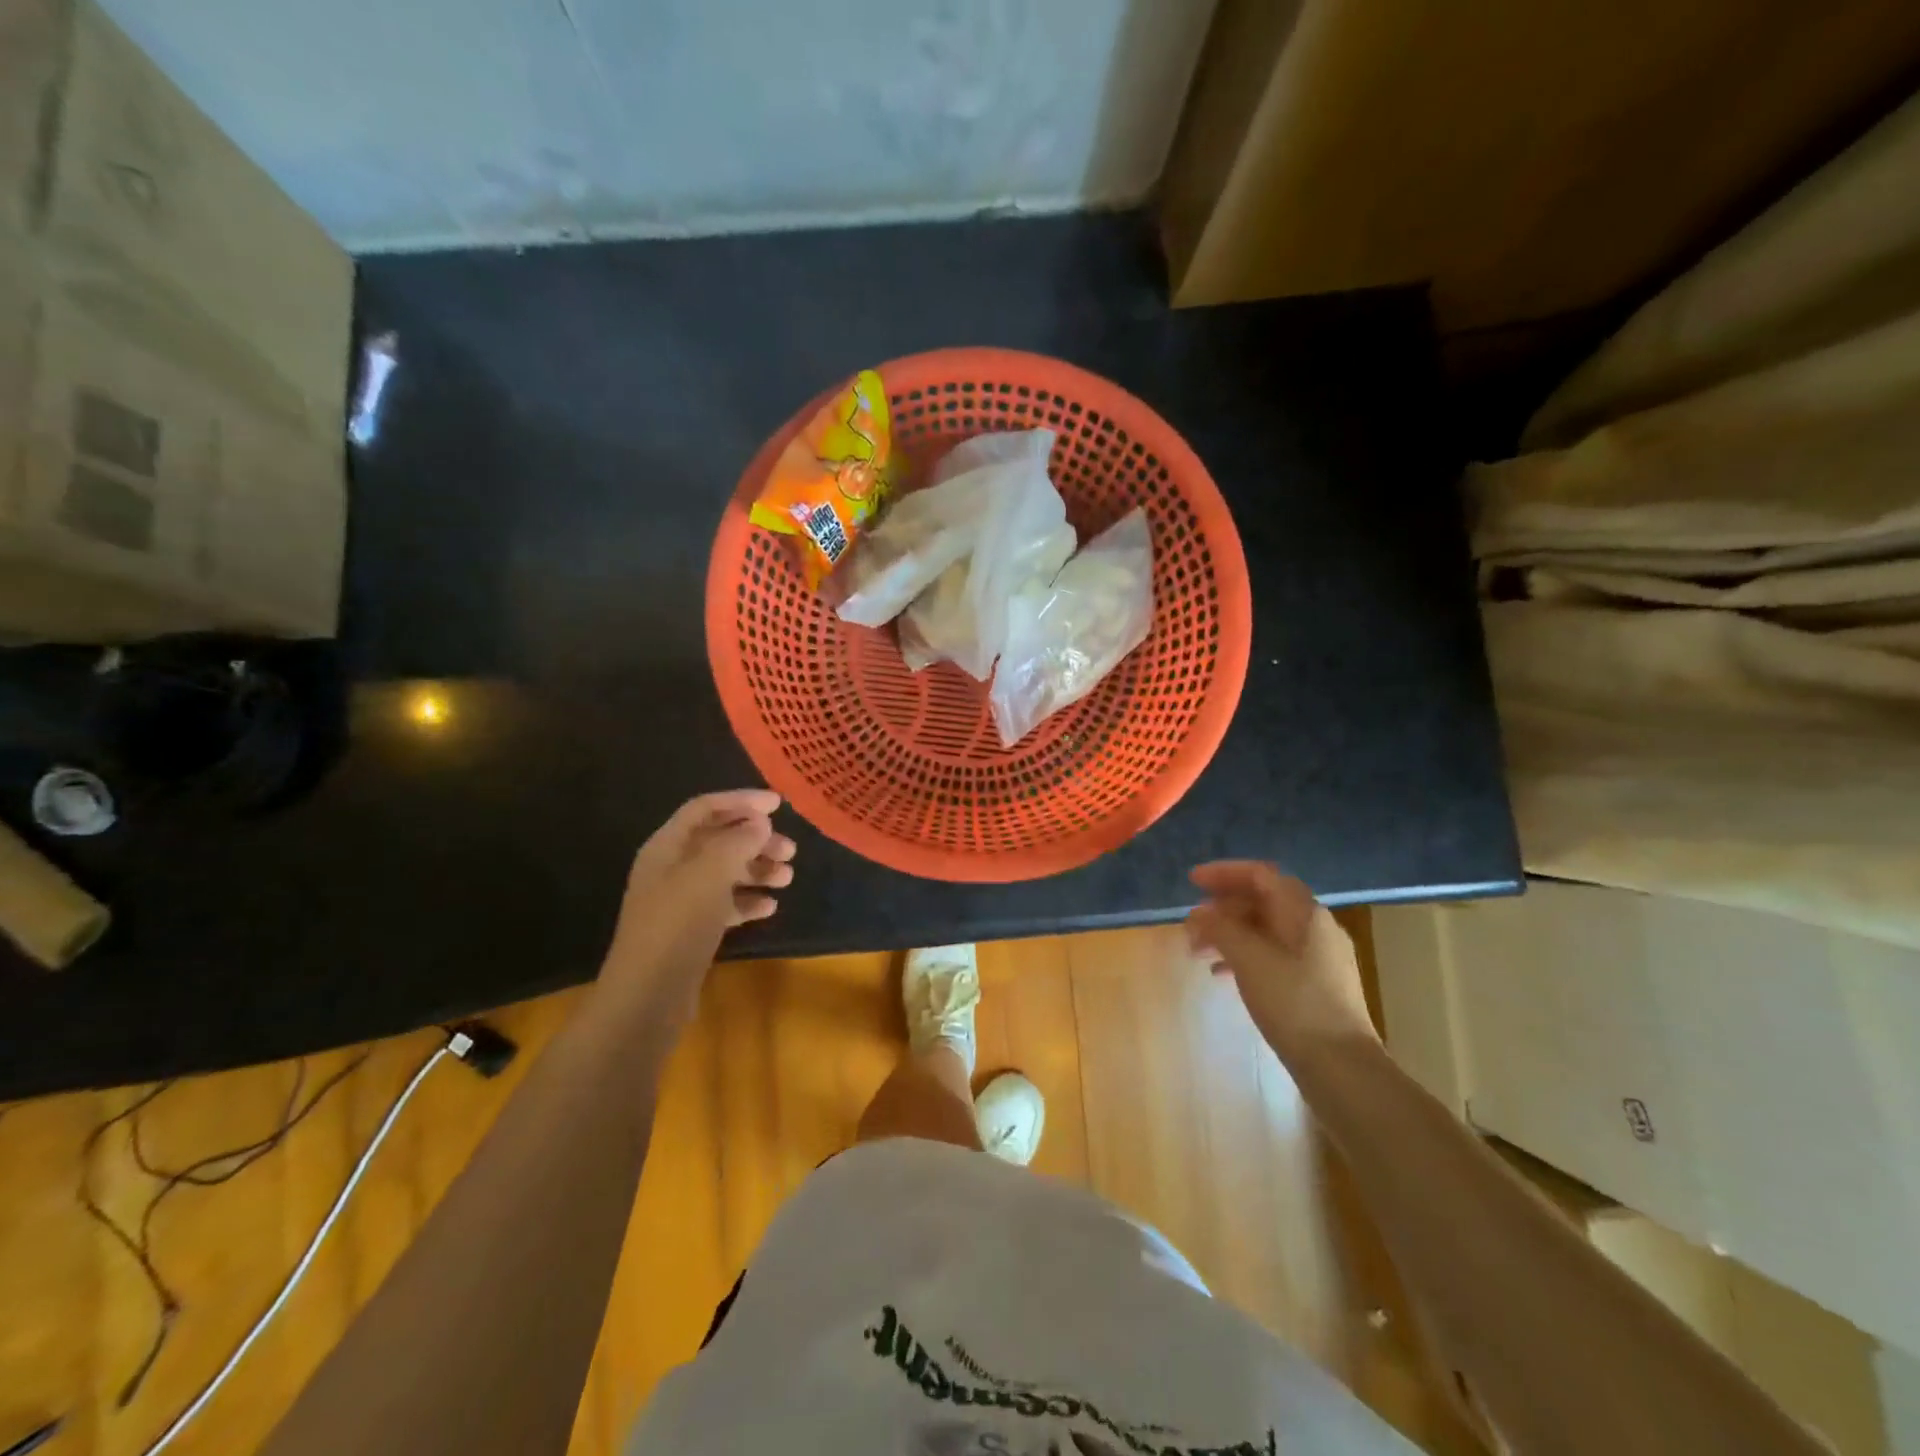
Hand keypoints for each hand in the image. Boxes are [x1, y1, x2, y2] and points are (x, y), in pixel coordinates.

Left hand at [600, 790, 796, 1020]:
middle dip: (756, 840)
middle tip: (790, 850)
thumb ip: (737, 842)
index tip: (779, 805)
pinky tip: (769, 907)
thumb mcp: (710, 874)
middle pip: (719, 840)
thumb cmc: (677, 925)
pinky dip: (747, 901)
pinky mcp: (690, 930)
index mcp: (666, 847)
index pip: (705, 808)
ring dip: (757, 870)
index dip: (741, 801)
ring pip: (725, 873)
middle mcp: (670, 868)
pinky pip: (724, 904)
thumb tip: (759, 822)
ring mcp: (679, 901)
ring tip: (787, 878)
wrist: (648, 996)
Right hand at [1186, 861, 1375, 1063]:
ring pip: (1265, 931)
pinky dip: (1243, 957)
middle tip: (1191, 924)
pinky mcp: (1314, 987)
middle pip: (1263, 901)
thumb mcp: (1249, 959)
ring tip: (1198, 952)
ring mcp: (1318, 959)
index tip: (1192, 882)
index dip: (1224, 873)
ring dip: (1229, 934)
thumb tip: (1199, 913)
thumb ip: (1221, 928)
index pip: (1261, 875)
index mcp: (1304, 913)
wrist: (1342, 1069)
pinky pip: (1272, 956)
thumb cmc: (1294, 1003)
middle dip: (1223, 908)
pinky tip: (1221, 975)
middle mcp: (1315, 928)